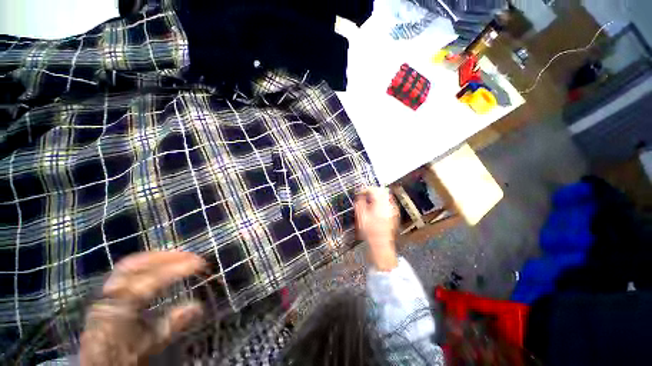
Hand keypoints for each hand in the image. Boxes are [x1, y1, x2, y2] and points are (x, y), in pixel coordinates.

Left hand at [80, 251, 205, 365]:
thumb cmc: (123, 358)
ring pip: (129, 264)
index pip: (149, 281)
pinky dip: (145, 263)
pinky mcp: (107, 293)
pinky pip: (126, 270)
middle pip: (135, 265)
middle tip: (189, 256)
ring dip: (155, 257)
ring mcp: (106, 292)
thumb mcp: (148, 346)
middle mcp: (109, 295)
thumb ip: (171, 326)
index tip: (199, 264)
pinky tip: (158, 266)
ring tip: (177, 257)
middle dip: (165, 257)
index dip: (176, 270)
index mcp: (119, 309)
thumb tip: (198, 306)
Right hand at [355, 187, 398, 270]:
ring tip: (370, 201)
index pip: (374, 190)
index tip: (360, 193)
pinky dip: (382, 202)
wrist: (381, 244)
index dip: (365, 189)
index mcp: (380, 204)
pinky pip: (389, 203)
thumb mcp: (361, 216)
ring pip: (386, 196)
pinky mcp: (394, 215)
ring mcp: (393, 210)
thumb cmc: (370, 232)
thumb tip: (360, 196)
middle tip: (365, 194)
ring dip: (378, 196)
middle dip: (373, 191)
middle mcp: (388, 205)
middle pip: (382, 191)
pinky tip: (377, 208)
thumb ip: (360, 203)